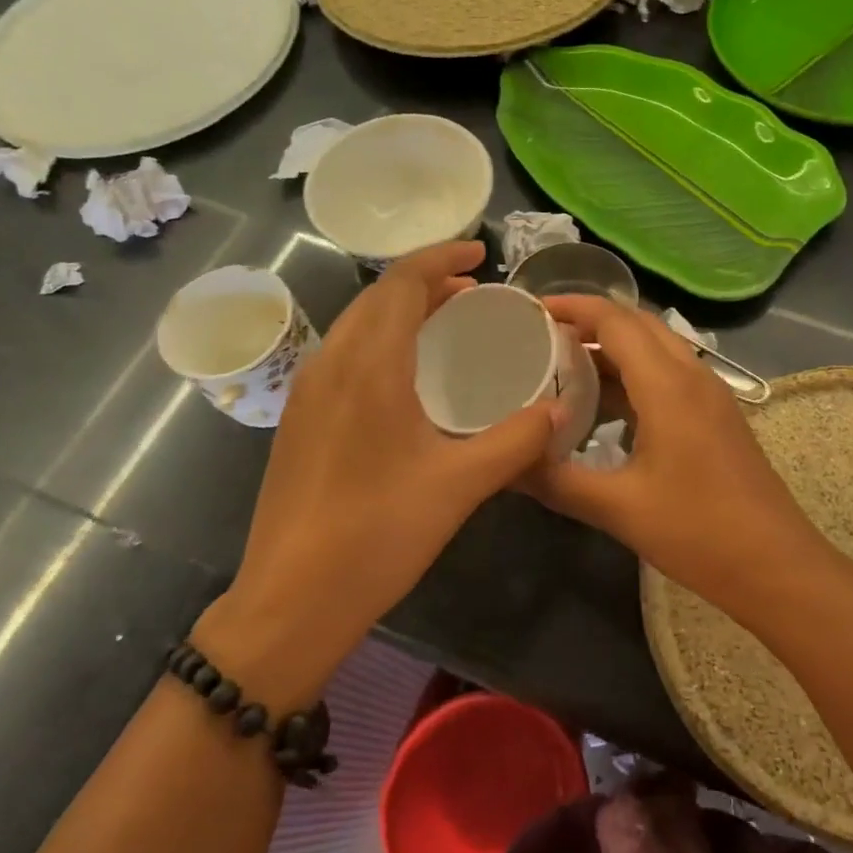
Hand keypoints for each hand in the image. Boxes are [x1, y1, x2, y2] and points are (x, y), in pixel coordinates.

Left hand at [199, 243, 561, 697]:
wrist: (289, 600)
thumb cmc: (377, 535)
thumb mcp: (460, 485)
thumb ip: (518, 440)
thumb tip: (563, 410)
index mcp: (369, 367)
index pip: (403, 284)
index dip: (442, 257)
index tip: (481, 253)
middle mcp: (330, 365)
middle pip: (378, 297)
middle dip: (426, 281)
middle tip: (475, 292)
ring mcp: (307, 393)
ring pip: (357, 325)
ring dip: (401, 310)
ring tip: (448, 324)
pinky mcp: (299, 420)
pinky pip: (344, 354)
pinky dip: (381, 340)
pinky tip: (408, 377)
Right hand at [524, 295, 825, 609]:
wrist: (776, 566)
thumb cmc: (698, 532)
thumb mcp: (618, 509)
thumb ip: (557, 480)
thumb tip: (505, 463)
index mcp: (668, 385)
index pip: (615, 320)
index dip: (572, 306)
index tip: (531, 310)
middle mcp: (693, 376)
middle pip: (638, 324)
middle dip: (590, 321)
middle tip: (542, 337)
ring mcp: (710, 395)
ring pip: (657, 348)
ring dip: (613, 348)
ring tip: (564, 368)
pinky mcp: (717, 416)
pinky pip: (670, 374)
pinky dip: (634, 374)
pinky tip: (606, 408)